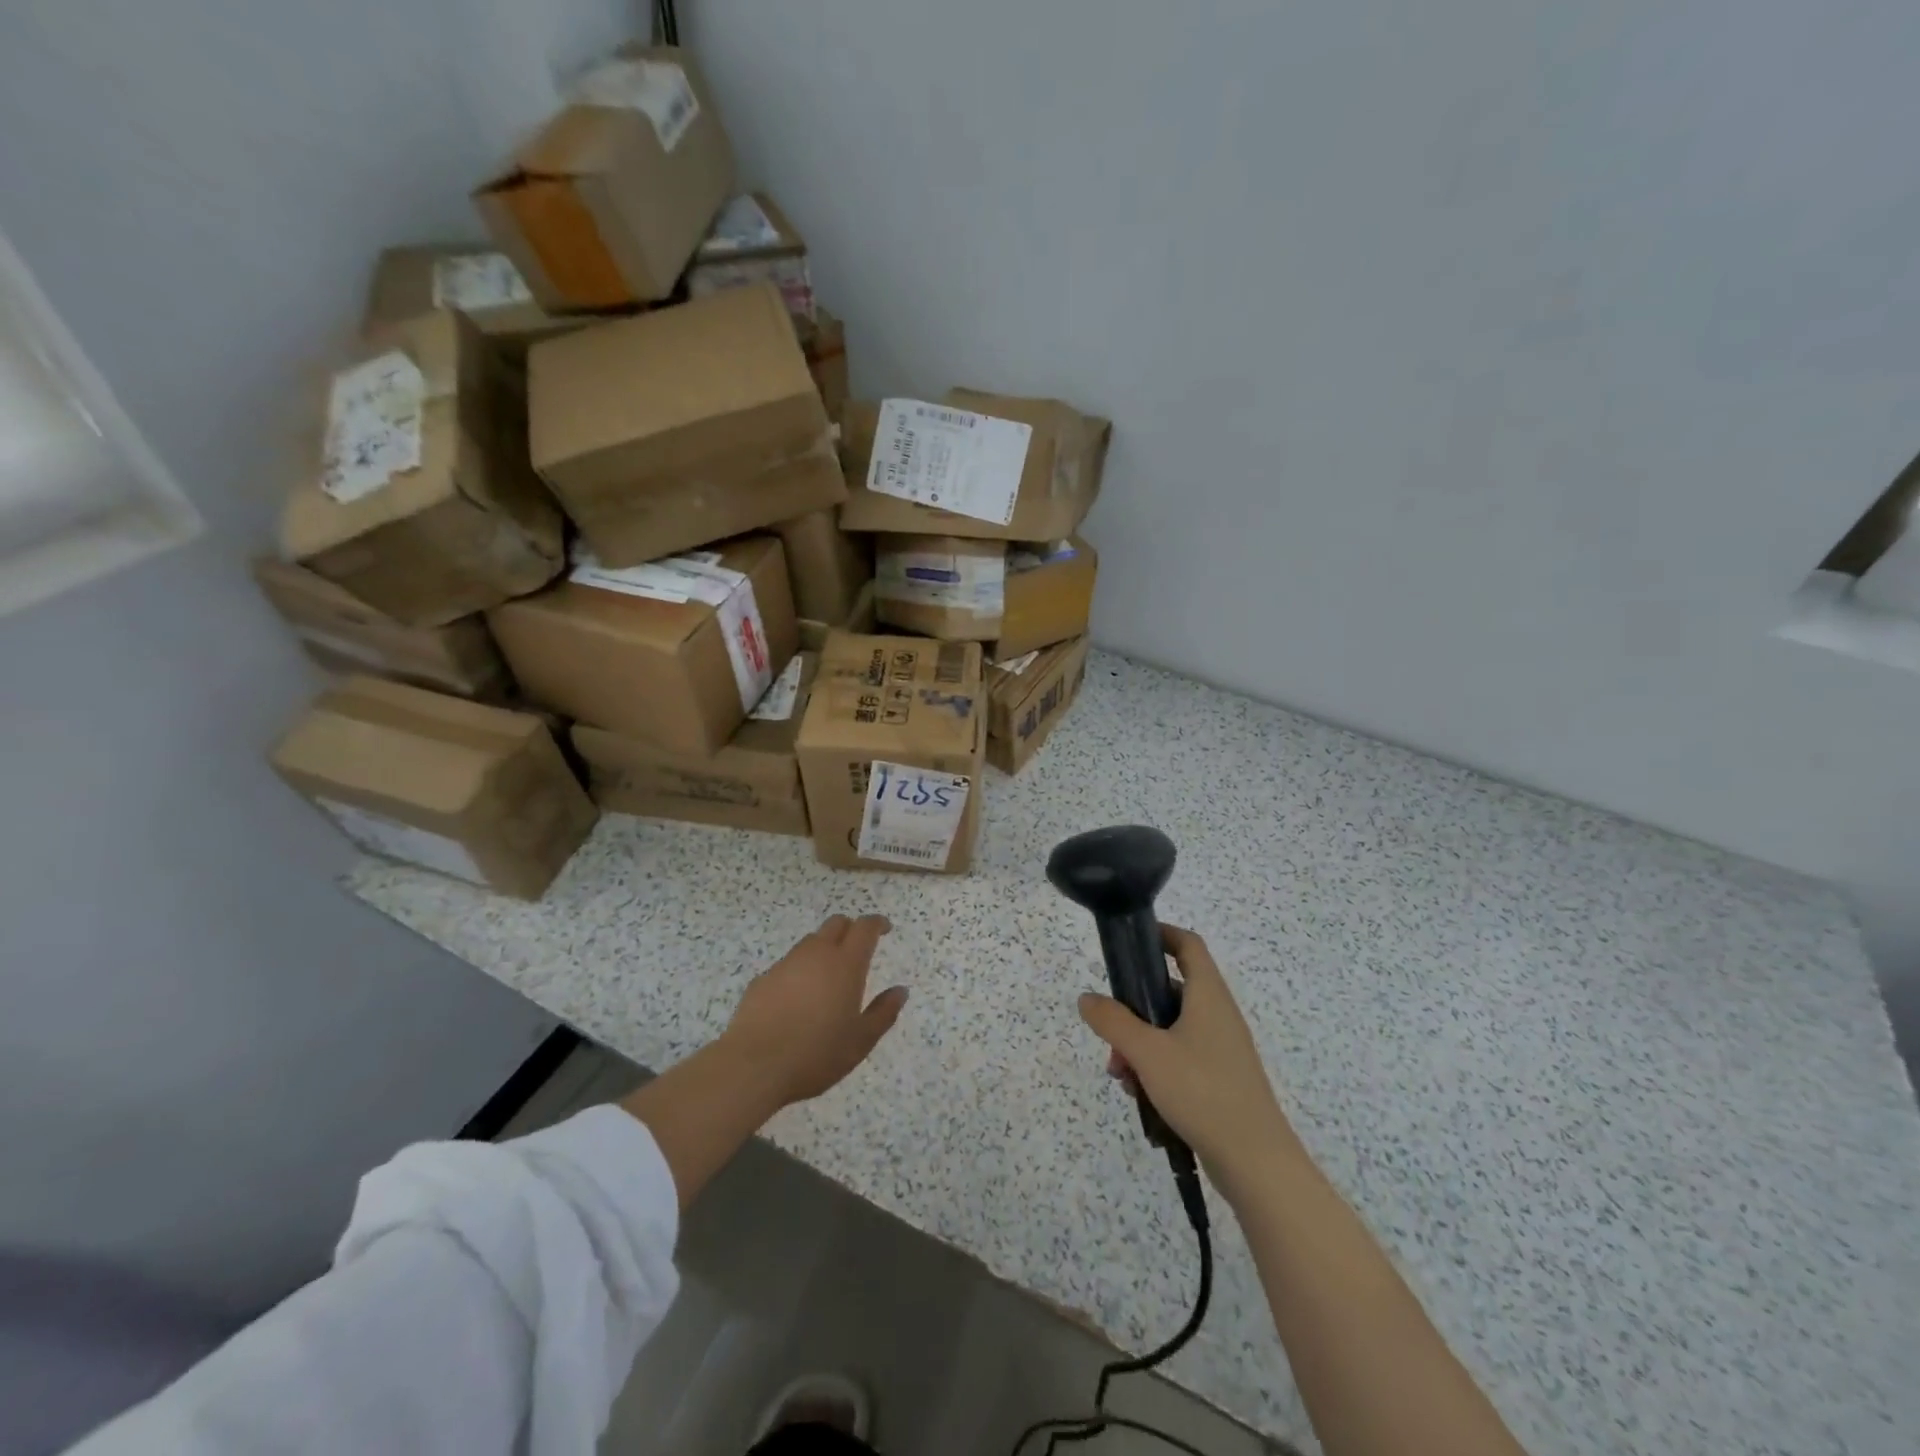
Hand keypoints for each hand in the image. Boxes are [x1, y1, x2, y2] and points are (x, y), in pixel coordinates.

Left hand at [721, 914, 907, 1107]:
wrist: (754, 1065)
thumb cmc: (816, 1054)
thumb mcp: (860, 1041)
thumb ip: (883, 1013)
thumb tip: (900, 991)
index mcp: (845, 964)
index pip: (864, 927)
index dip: (877, 923)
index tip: (885, 928)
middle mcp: (816, 954)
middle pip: (836, 924)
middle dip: (850, 929)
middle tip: (857, 949)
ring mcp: (786, 964)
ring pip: (810, 942)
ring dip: (824, 949)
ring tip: (827, 978)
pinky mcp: (763, 979)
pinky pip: (788, 964)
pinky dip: (799, 971)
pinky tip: (797, 999)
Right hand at [1078, 924, 1299, 1190]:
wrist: (1256, 1162)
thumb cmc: (1202, 1091)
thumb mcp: (1147, 1052)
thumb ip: (1113, 1022)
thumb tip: (1087, 998)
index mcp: (1207, 996)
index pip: (1188, 945)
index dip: (1162, 934)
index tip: (1130, 942)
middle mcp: (1217, 1015)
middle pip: (1170, 991)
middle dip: (1134, 1007)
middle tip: (1110, 1030)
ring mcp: (1220, 1049)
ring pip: (1170, 1029)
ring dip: (1139, 1043)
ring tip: (1119, 1073)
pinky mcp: (1219, 1079)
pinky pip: (1180, 1057)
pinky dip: (1155, 1066)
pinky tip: (1138, 1093)